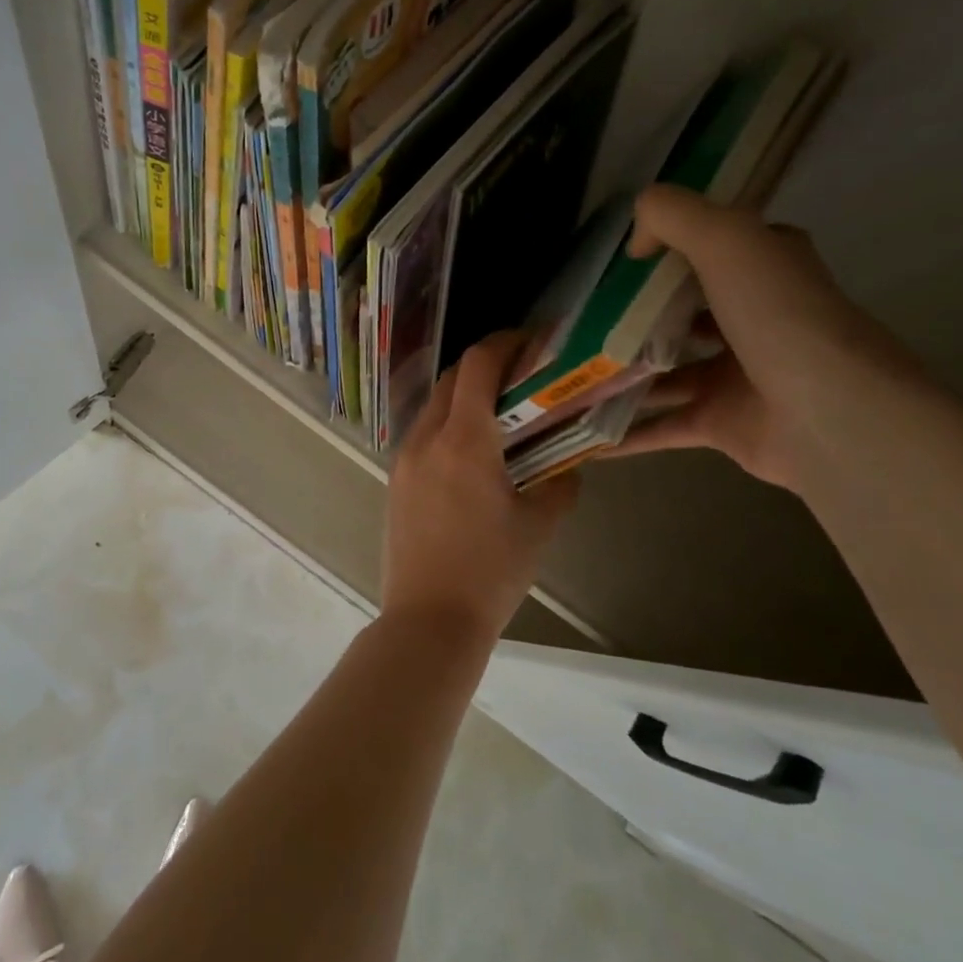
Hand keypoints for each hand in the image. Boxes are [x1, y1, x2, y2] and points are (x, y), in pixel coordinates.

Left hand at [383, 332, 579, 645]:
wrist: (429, 619)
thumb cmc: (491, 571)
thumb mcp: (540, 525)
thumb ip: (560, 483)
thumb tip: (568, 463)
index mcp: (465, 440)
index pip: (478, 364)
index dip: (504, 342)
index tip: (530, 342)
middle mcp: (427, 437)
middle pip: (453, 378)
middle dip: (486, 367)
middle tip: (521, 378)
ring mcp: (404, 458)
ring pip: (434, 405)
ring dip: (464, 396)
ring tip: (499, 415)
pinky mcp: (394, 479)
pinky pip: (423, 433)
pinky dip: (448, 425)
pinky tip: (472, 452)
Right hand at [604, 185, 920, 487]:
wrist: (831, 415)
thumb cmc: (779, 317)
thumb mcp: (727, 238)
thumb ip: (674, 216)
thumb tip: (635, 243)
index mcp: (762, 271)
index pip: (714, 248)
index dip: (669, 246)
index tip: (617, 257)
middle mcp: (751, 320)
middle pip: (683, 311)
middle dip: (634, 314)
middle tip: (579, 315)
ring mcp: (735, 376)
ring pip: (665, 371)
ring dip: (621, 373)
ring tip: (570, 370)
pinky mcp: (720, 424)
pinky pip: (661, 426)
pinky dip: (625, 433)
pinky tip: (584, 434)